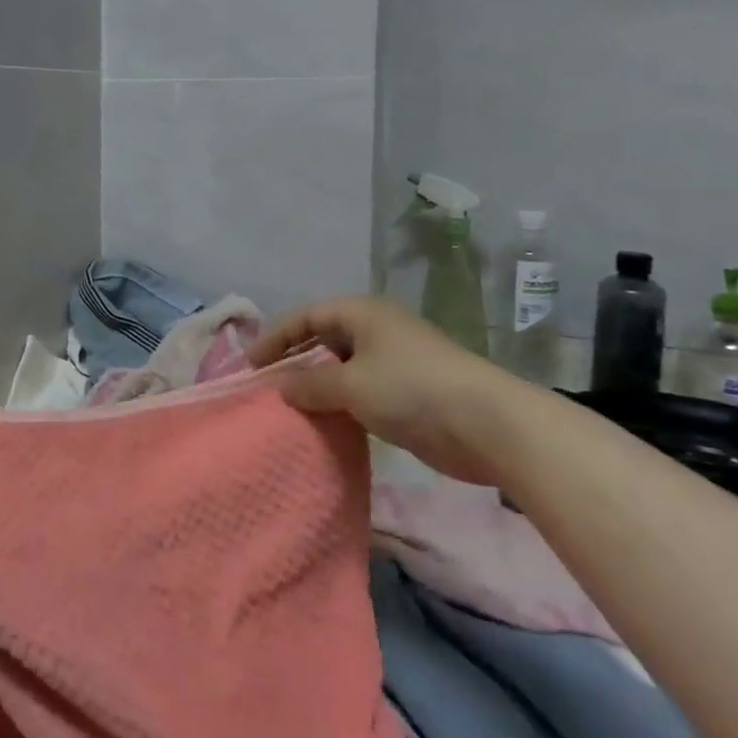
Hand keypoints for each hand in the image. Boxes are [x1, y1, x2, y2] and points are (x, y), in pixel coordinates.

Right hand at [248, 296, 523, 485]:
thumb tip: (281, 387)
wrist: (487, 424)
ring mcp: (393, 361)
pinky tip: (325, 423)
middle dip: (294, 361)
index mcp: (360, 313)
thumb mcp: (350, 384)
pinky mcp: (407, 392)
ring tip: (289, 408)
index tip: (250, 365)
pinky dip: (340, 403)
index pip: (305, 317)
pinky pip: (360, 391)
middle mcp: (375, 330)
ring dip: (317, 386)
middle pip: (322, 339)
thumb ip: (310, 384)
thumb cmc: (411, 389)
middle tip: (266, 387)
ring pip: (342, 368)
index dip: (275, 338)